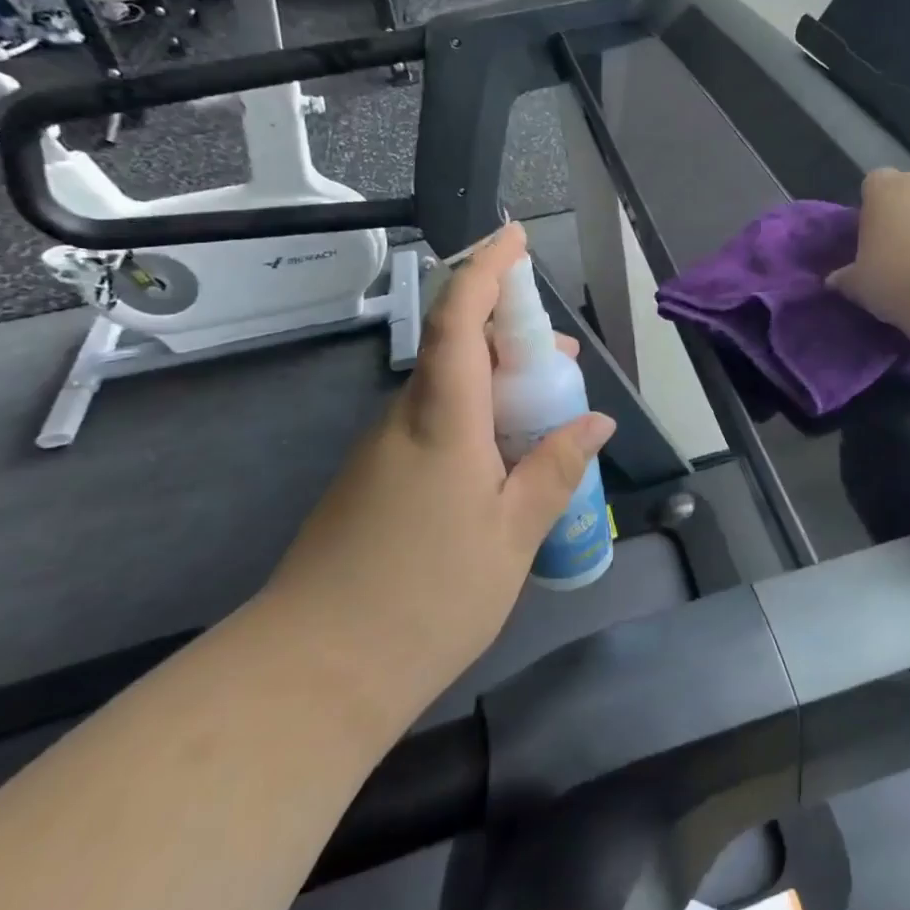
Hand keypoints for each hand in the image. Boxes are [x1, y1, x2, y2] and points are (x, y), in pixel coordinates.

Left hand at [260, 223, 615, 726]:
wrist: (313, 673)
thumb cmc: (426, 596)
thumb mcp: (513, 534)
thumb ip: (555, 469)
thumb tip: (596, 420)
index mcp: (442, 418)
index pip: (458, 319)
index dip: (486, 270)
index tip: (513, 236)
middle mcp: (405, 419)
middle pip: (456, 349)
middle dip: (510, 335)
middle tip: (563, 357)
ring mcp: (382, 450)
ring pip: (447, 390)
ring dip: (497, 385)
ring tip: (546, 417)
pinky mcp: (373, 481)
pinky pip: (433, 426)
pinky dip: (475, 422)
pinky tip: (502, 467)